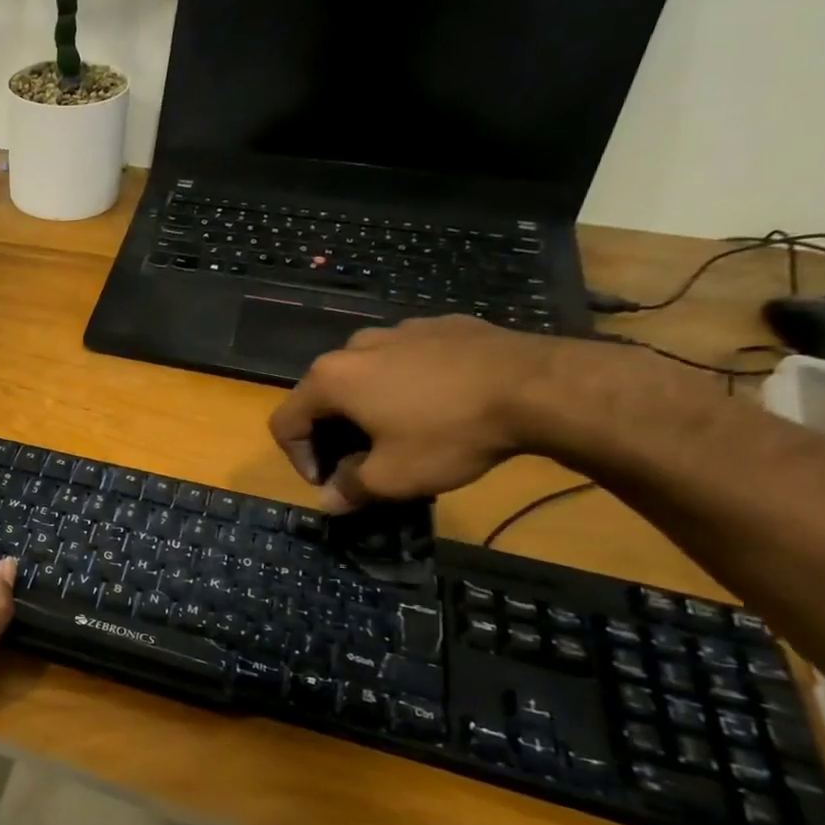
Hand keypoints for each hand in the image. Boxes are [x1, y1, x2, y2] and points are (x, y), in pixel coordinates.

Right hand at [269, 317, 565, 508]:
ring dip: (369, 405)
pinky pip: (408, 358)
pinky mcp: (442, 325)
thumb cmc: (449, 433)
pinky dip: (409, 383)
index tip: (330, 484)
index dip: (298, 459)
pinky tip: (442, 404)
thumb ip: (350, 489)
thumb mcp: (394, 477)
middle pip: (322, 395)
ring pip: (365, 373)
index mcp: (330, 379)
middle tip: (362, 463)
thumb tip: (330, 499)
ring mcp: (400, 330)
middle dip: (334, 433)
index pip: (286, 422)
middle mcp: (355, 347)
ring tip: (403, 431)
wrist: (539, 386)